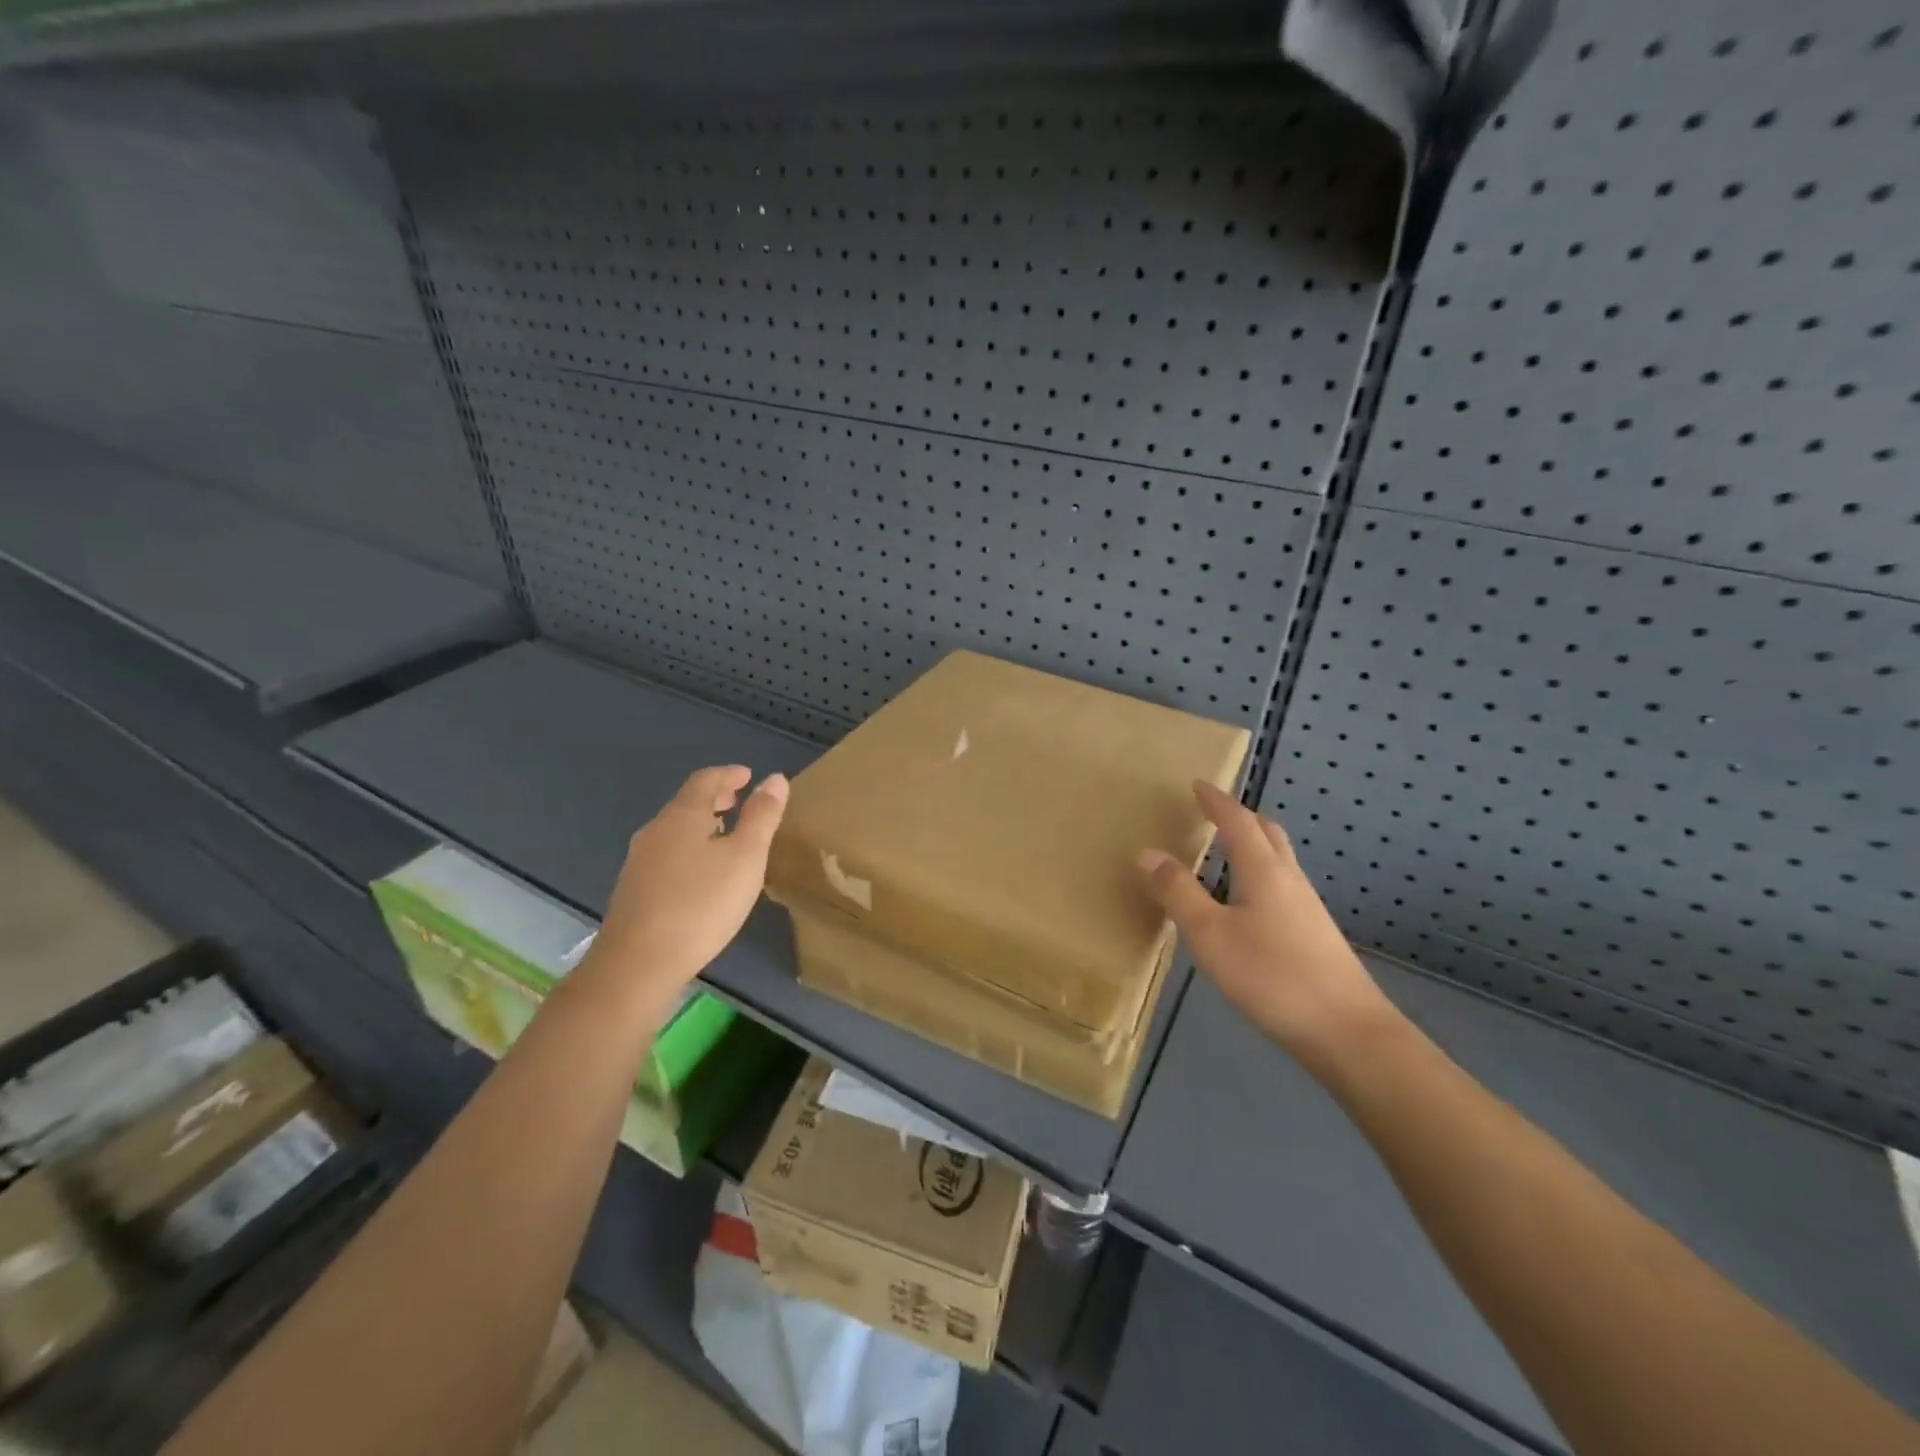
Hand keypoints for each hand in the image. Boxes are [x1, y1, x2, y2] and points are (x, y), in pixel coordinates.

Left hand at [588, 765, 789, 993]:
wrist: (638, 963)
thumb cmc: (701, 903)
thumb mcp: (746, 858)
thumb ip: (762, 816)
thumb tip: (775, 779)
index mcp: (682, 816)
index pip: (705, 780)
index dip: (729, 774)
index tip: (748, 776)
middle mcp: (656, 830)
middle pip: (687, 803)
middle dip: (715, 798)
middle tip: (739, 801)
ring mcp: (639, 861)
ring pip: (675, 829)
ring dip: (702, 824)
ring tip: (726, 835)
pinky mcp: (634, 890)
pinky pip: (667, 853)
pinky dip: (689, 848)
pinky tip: (701, 873)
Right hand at [1139, 781, 1395, 1077]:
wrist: (1347, 1031)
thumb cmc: (1271, 976)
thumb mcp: (1210, 935)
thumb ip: (1179, 892)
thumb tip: (1148, 852)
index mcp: (1263, 871)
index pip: (1238, 822)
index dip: (1217, 801)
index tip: (1198, 784)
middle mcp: (1289, 879)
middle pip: (1267, 833)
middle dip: (1240, 816)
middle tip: (1214, 811)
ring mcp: (1307, 907)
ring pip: (1278, 859)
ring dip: (1253, 844)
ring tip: (1226, 849)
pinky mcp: (1315, 933)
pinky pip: (1282, 884)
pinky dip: (1260, 873)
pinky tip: (1248, 901)